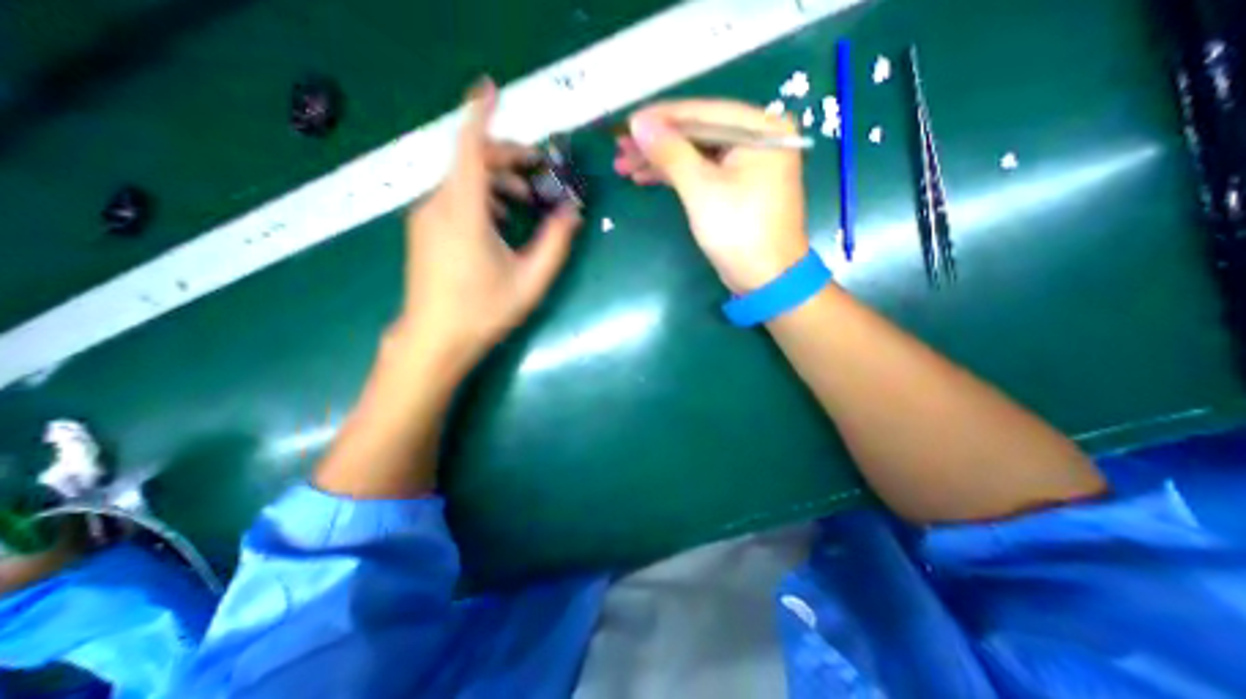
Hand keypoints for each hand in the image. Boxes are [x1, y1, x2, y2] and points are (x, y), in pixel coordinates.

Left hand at [398, 77, 584, 375]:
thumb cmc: (484, 311)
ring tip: (525, 202)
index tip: (493, 88)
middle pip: (469, 161)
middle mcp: (438, 205)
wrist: (435, 339)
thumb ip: (555, 243)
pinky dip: (481, 197)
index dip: (481, 114)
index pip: (469, 148)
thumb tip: (572, 213)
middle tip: (539, 171)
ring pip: (462, 180)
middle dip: (507, 158)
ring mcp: (426, 217)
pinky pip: (454, 197)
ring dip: (496, 181)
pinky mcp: (424, 229)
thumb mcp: (530, 280)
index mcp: (464, 213)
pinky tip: (500, 221)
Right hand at [611, 100, 809, 290]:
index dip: (660, 118)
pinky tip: (647, 176)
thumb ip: (670, 152)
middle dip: (657, 142)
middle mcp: (757, 137)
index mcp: (760, 128)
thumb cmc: (738, 230)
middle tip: (620, 149)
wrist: (765, 277)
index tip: (626, 124)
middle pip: (698, 132)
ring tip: (625, 165)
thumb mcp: (701, 189)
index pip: (702, 112)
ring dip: (661, 160)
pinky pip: (702, 171)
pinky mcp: (736, 186)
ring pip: (696, 153)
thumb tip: (638, 124)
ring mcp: (747, 163)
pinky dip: (676, 175)